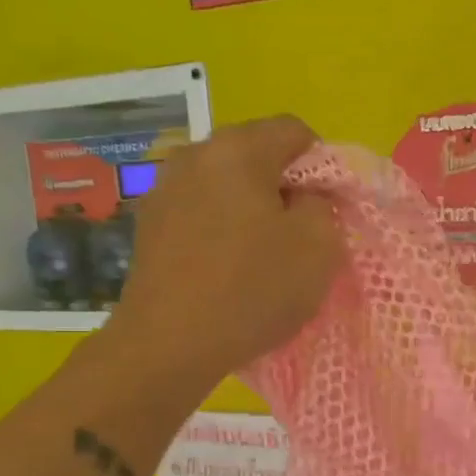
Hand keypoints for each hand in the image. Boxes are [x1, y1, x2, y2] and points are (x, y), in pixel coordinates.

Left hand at [104, 115, 342, 380]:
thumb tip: (304, 197)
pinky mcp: (148, 225)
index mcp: (238, 149)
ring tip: (262, 257)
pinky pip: (201, 213)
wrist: (169, 344)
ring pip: (226, 186)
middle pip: (257, 156)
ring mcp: (163, 189)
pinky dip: (222, 230)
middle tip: (300, 236)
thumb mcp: (320, 246)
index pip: (295, 131)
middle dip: (285, 189)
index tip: (327, 211)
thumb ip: (323, 205)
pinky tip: (227, 270)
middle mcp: (194, 155)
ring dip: (251, 211)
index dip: (322, 167)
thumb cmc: (253, 288)